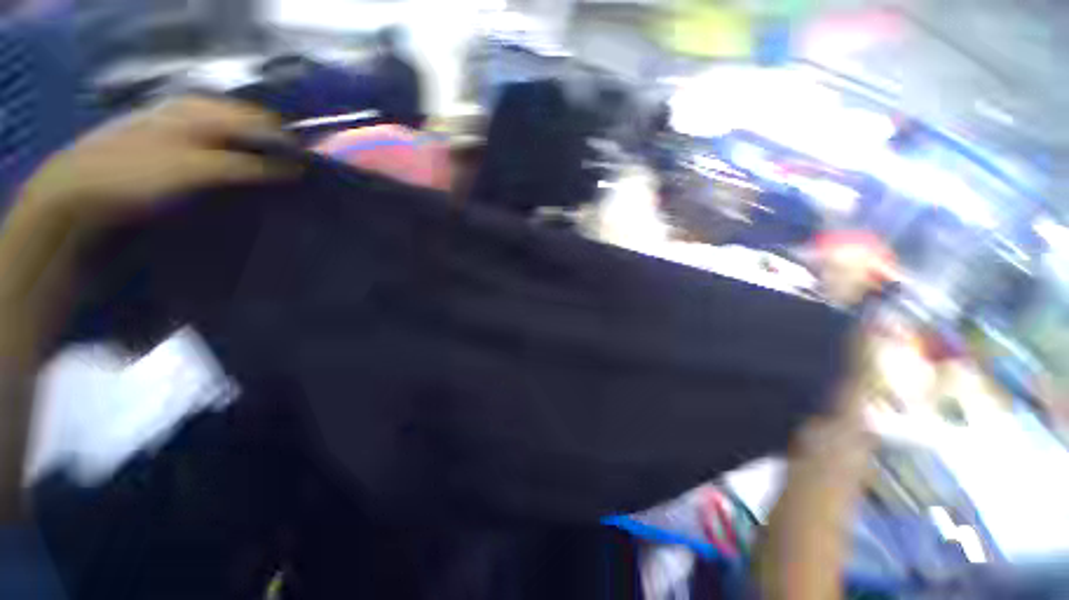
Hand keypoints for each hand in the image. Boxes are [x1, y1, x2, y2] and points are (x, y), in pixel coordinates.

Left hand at [20, 96, 291, 228]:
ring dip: (256, 158)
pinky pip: (217, 149)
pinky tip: (241, 180)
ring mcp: (183, 128)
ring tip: (273, 182)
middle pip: (250, 127)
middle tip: (294, 179)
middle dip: (275, 150)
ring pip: (235, 138)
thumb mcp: (197, 169)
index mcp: (203, 110)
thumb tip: (295, 168)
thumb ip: (247, 165)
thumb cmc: (138, 173)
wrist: (79, 187)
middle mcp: (196, 112)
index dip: (288, 143)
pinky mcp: (174, 147)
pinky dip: (235, 163)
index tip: (309, 171)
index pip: (262, 121)